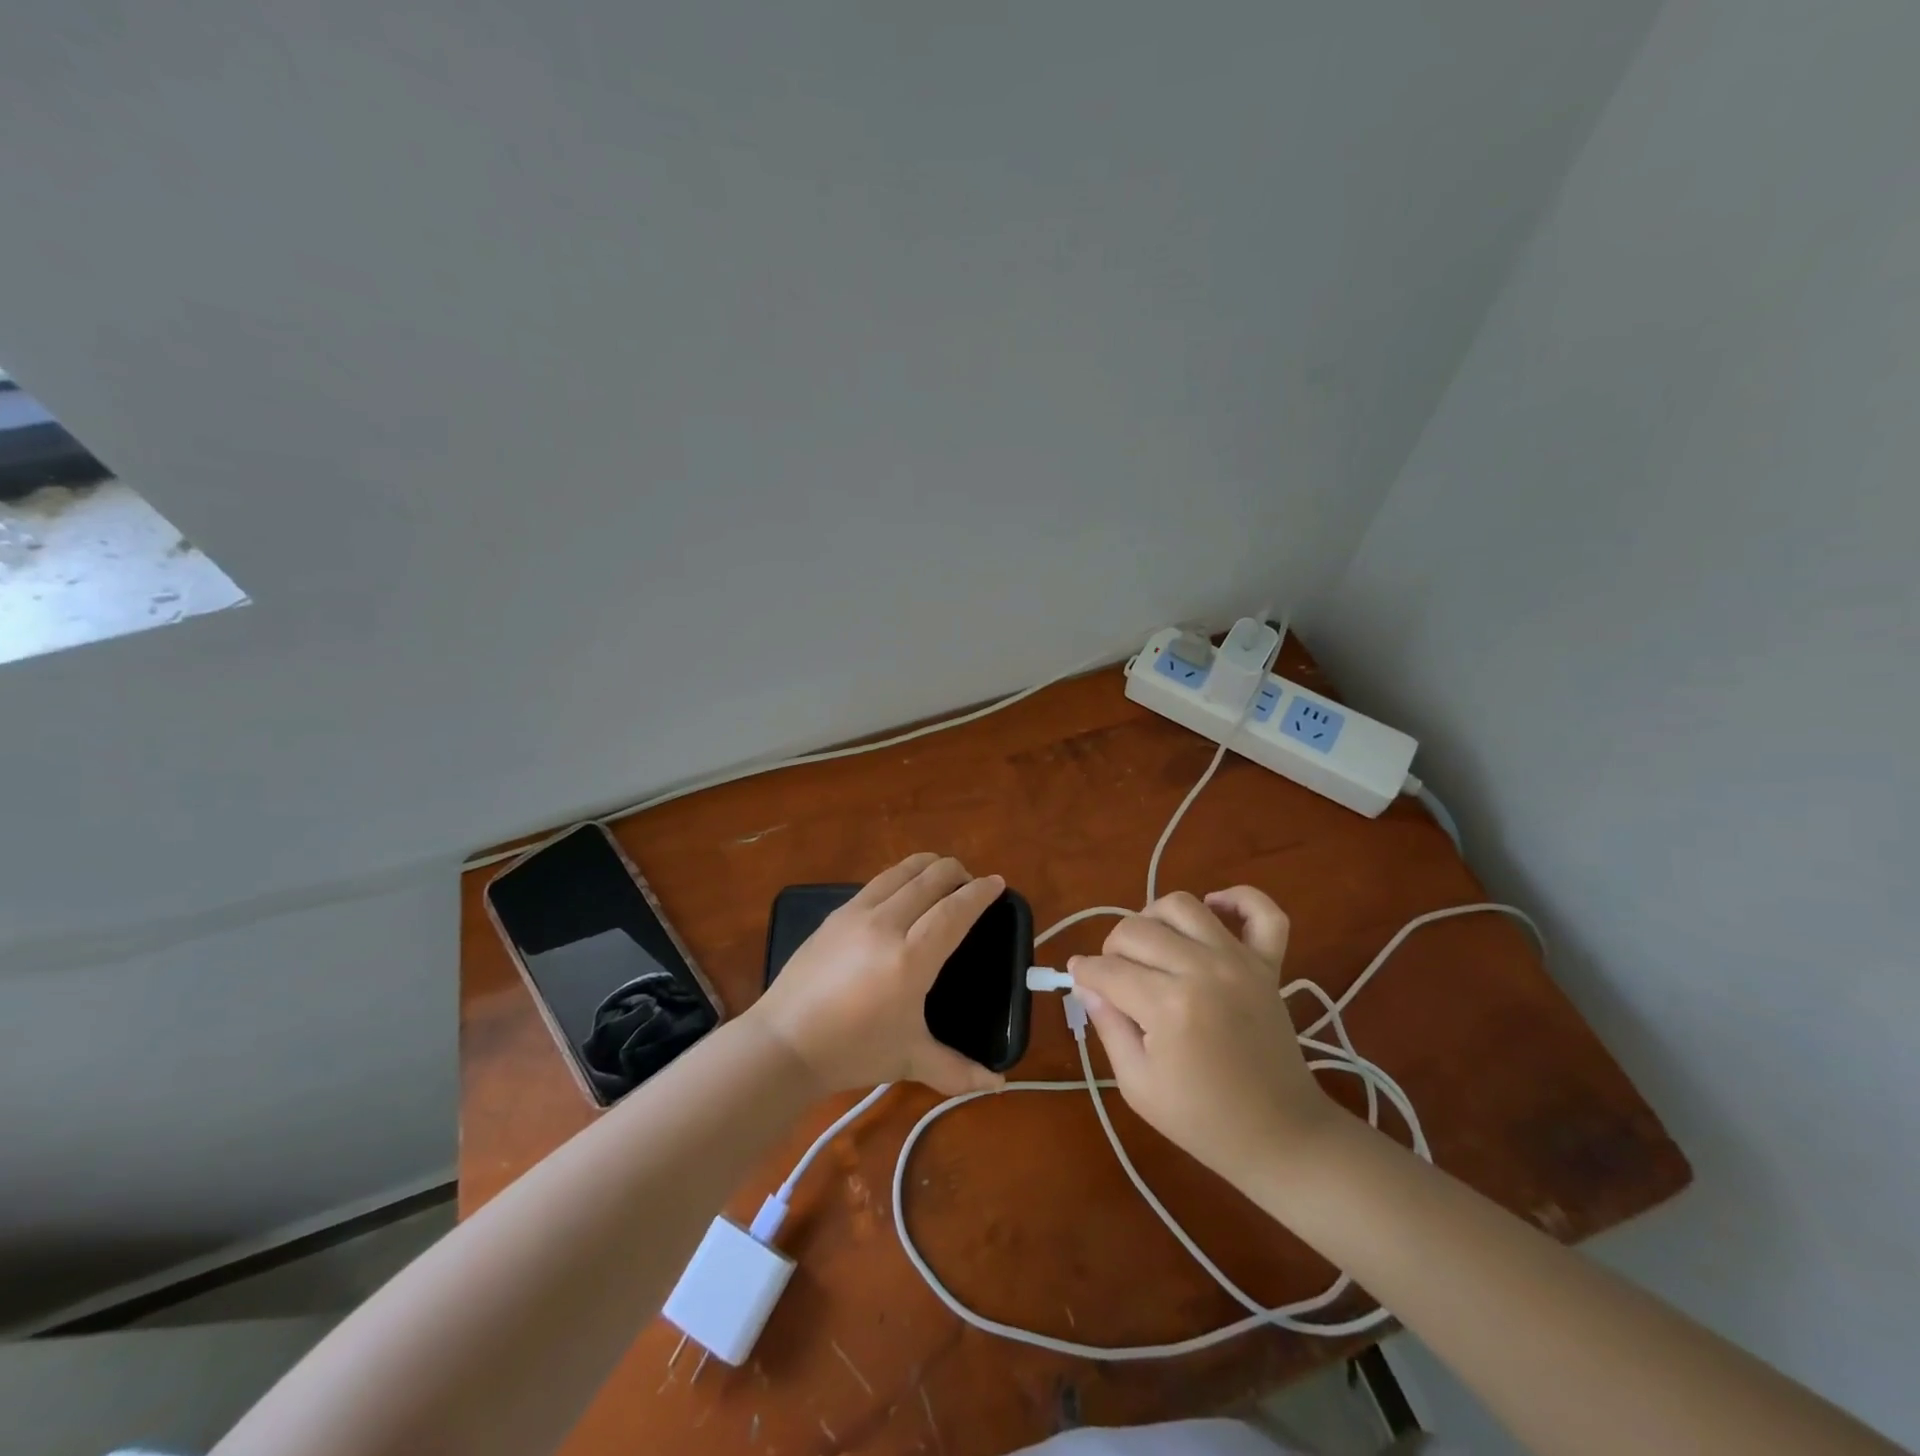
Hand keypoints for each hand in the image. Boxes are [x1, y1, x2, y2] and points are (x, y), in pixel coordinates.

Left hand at [750, 853, 1007, 1096]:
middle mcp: (887, 924)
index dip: (980, 893)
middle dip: (957, 873)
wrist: (784, 1043)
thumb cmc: (853, 1051)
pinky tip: (903, 891)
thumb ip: (958, 1070)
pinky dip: (901, 876)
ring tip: (941, 877)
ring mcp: (857, 913)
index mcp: (911, 958)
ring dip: (928, 866)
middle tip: (970, 883)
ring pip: (902, 871)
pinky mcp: (836, 913)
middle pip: (931, 878)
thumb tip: (998, 1084)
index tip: (997, 883)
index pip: (955, 910)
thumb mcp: (910, 1059)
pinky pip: (877, 881)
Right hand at [1069, 887, 1335, 1184]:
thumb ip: (1108, 1024)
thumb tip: (1086, 983)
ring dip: (1155, 918)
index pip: (1107, 969)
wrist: (1280, 1136)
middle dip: (1111, 949)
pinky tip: (1214, 909)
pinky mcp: (1268, 964)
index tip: (1079, 981)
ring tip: (1151, 946)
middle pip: (1136, 929)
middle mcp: (1203, 969)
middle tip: (1114, 977)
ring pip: (1182, 905)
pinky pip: (1261, 912)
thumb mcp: (1136, 1084)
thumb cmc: (1201, 1119)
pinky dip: (1238, 899)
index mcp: (1168, 1006)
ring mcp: (1239, 961)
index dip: (1084, 974)